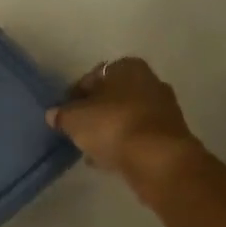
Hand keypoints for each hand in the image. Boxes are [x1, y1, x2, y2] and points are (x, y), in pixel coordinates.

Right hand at [47, 57, 208, 200]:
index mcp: (127, 67)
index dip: (75, 96)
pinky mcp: (171, 135)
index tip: (64, 114)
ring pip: (127, 117)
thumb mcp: (73, 119)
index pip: (92, 77)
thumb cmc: (112, 126)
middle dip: (96, 113)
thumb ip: (61, 115)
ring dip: (110, 130)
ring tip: (92, 149)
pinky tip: (109, 160)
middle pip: (113, 97)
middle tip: (79, 131)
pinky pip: (139, 137)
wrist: (158, 160)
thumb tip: (55, 115)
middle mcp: (150, 81)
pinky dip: (125, 144)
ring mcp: (164, 109)